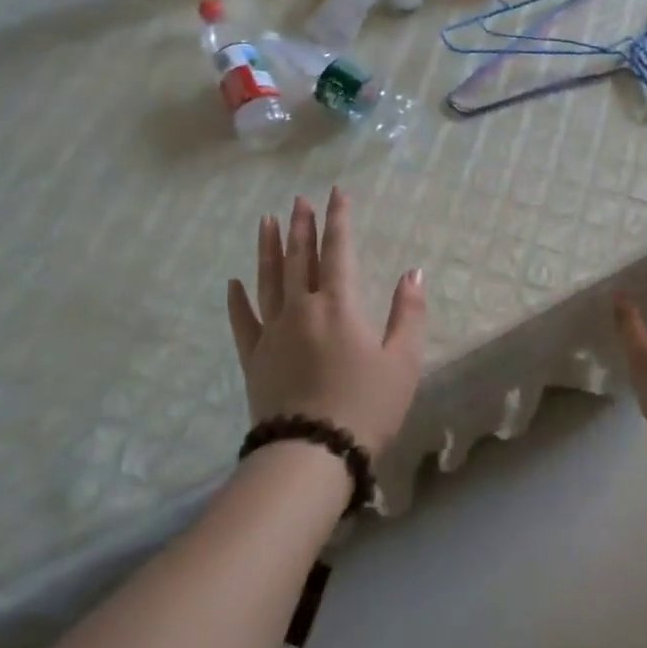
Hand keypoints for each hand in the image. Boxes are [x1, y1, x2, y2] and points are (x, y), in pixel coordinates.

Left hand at [226, 189, 424, 456]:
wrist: (312, 455)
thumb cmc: (366, 406)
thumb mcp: (402, 361)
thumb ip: (407, 313)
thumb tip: (413, 273)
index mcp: (339, 305)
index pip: (338, 250)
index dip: (338, 219)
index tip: (335, 192)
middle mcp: (302, 308)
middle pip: (299, 257)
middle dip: (301, 226)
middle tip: (298, 200)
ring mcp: (273, 332)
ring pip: (268, 280)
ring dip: (267, 248)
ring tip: (266, 221)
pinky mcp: (254, 358)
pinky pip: (243, 322)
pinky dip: (237, 300)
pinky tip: (234, 283)